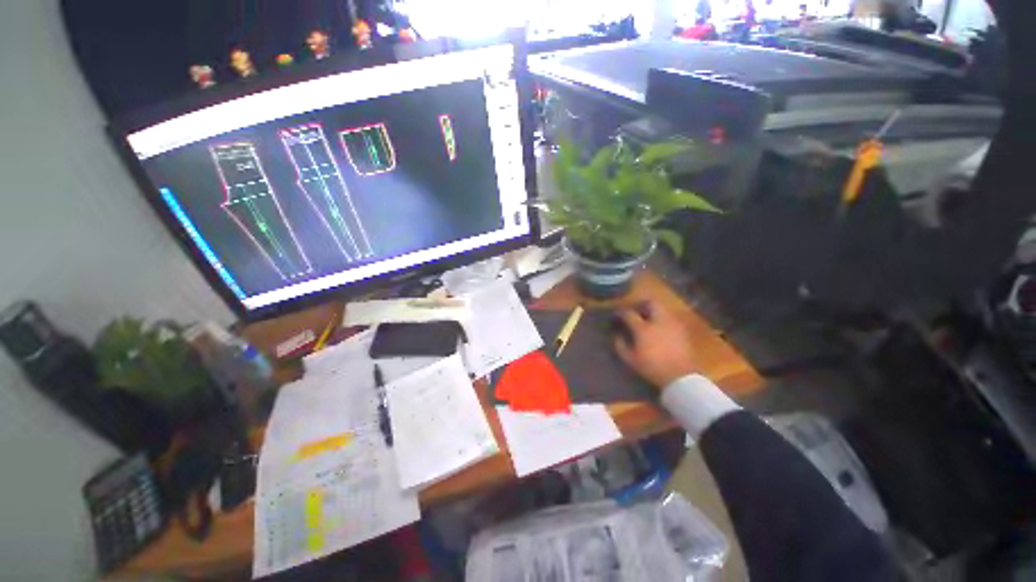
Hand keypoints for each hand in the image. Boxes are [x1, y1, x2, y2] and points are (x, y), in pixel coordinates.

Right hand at [612, 301, 697, 388]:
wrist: (681, 377)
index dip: (621, 313)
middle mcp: (658, 321)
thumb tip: (616, 335)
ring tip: (647, 318)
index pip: (629, 314)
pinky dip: (662, 319)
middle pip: (650, 304)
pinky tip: (659, 328)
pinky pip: (670, 318)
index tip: (616, 315)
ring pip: (662, 309)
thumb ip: (620, 346)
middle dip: (641, 304)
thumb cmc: (653, 368)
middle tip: (635, 310)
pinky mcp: (682, 330)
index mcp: (643, 328)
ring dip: (653, 310)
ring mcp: (672, 324)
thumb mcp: (631, 360)